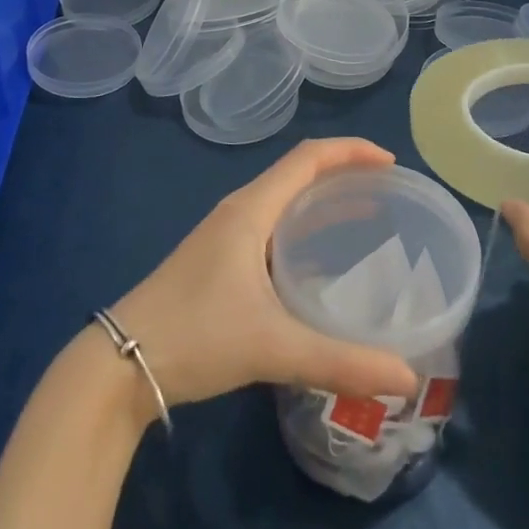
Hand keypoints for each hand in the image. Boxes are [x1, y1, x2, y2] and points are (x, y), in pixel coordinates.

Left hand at [107, 138, 419, 410]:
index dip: (351, 151)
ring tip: (364, 220)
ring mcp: (225, 235)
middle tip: (387, 194)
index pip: (308, 158)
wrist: (122, 361)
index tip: (391, 165)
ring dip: (321, 201)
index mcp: (251, 209)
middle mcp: (239, 211)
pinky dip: (303, 230)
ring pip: (283, 202)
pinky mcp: (219, 260)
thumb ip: (340, 362)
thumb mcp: (272, 347)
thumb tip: (406, 377)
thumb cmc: (196, 335)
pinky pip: (272, 227)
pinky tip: (320, 265)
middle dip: (343, 174)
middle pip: (297, 173)